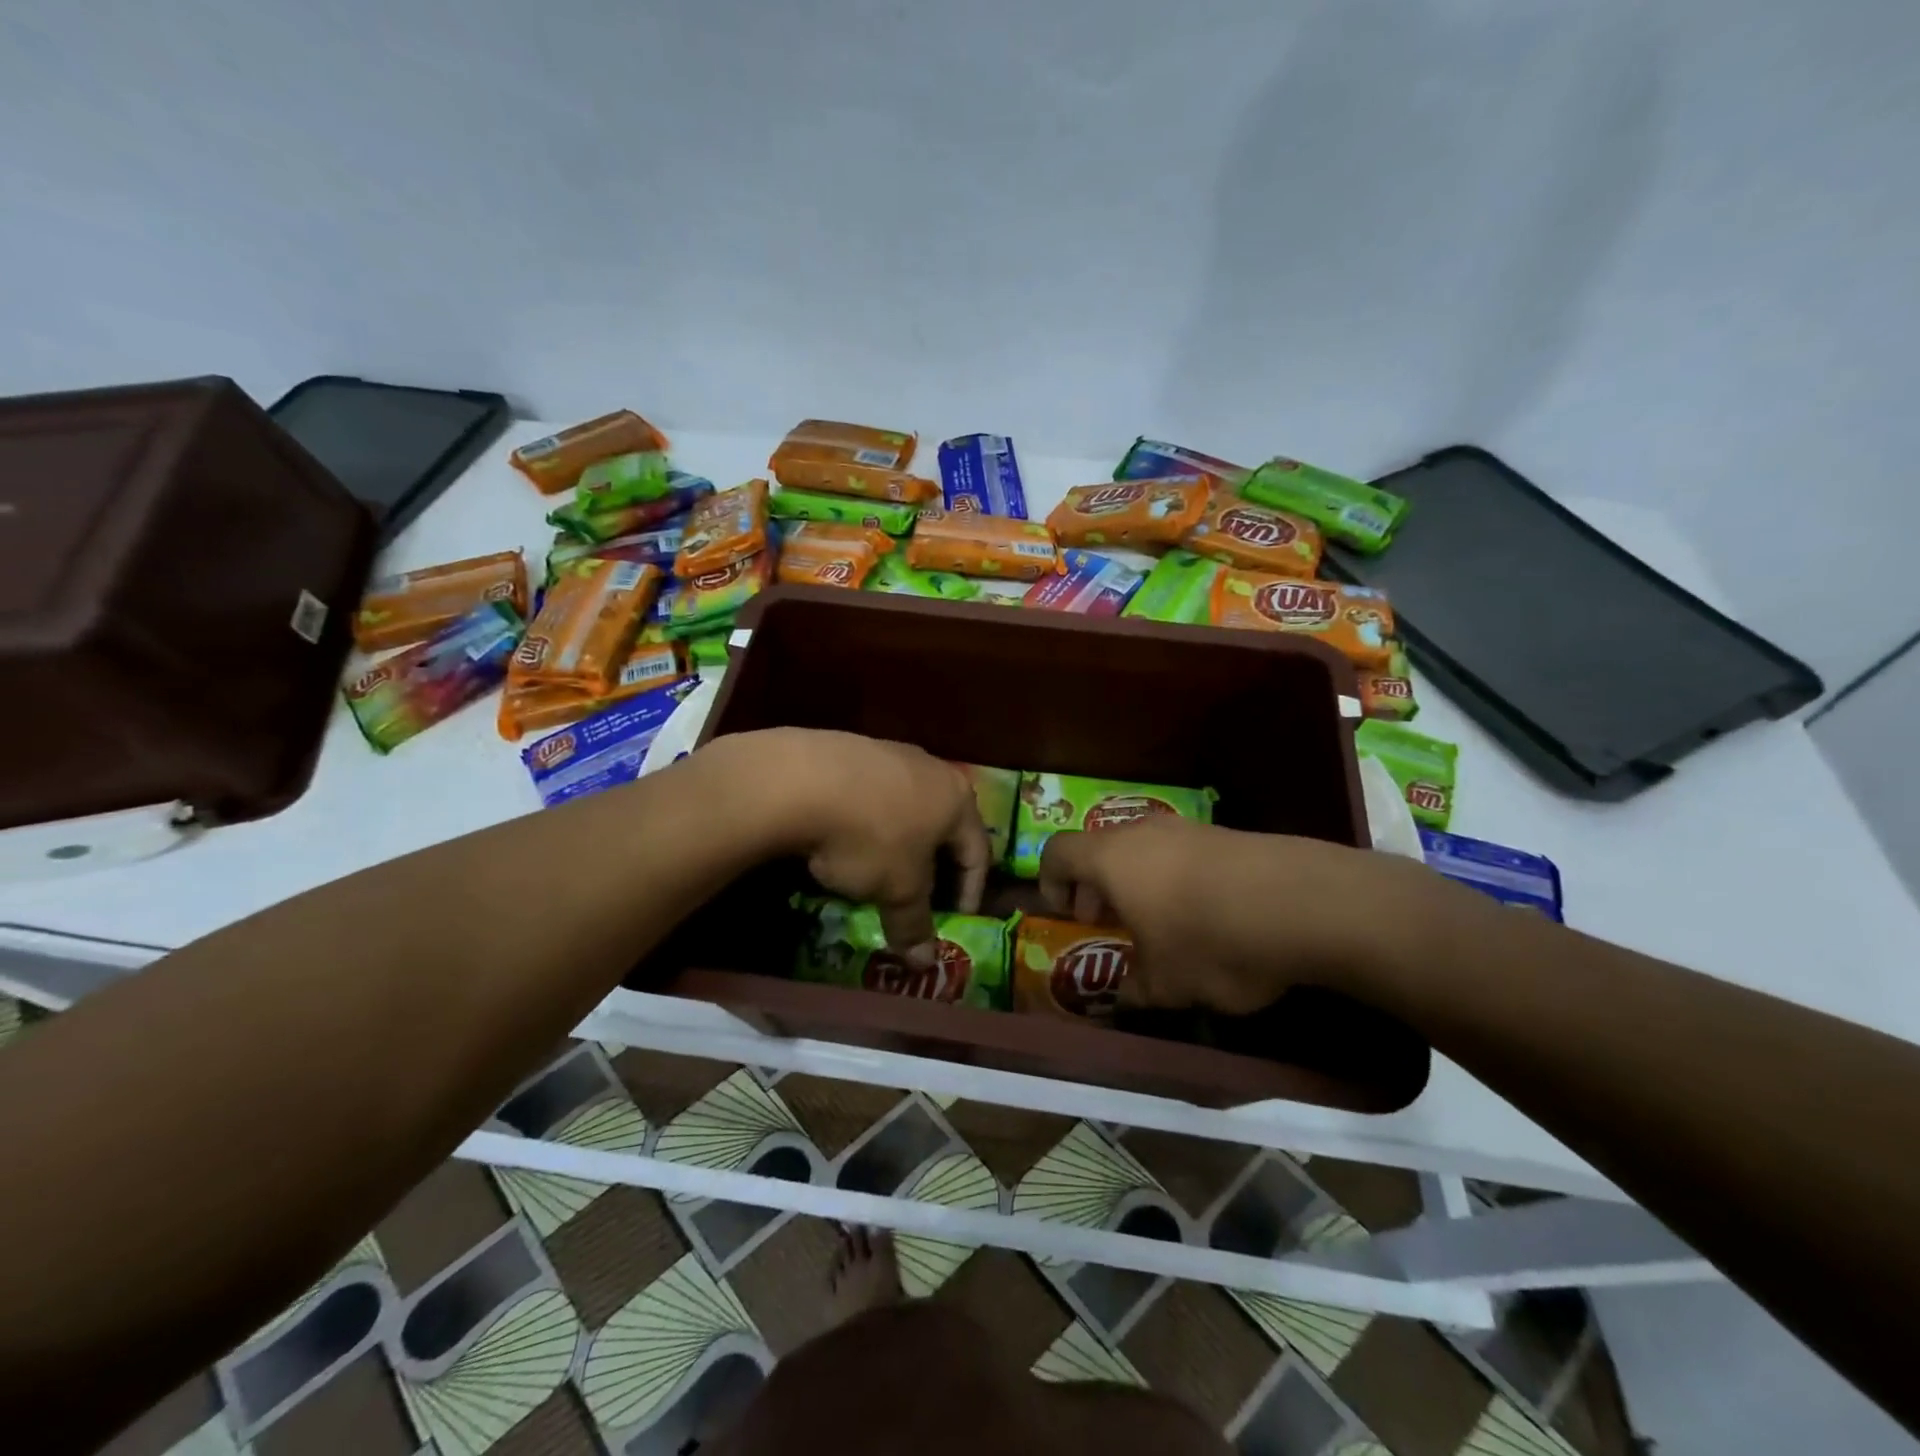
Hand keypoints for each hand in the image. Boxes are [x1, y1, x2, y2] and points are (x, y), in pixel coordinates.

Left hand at [727, 728, 990, 964]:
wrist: (799, 779)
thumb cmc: (870, 837)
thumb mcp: (897, 889)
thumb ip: (915, 925)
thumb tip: (925, 963)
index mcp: (957, 799)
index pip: (978, 853)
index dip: (970, 892)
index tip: (956, 921)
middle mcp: (931, 768)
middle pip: (943, 825)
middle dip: (933, 865)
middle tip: (920, 898)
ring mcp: (889, 753)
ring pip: (905, 807)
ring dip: (898, 842)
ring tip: (878, 870)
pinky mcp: (849, 748)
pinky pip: (870, 794)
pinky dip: (867, 822)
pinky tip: (843, 840)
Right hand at [1037, 816, 1435, 1013]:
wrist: (1306, 903)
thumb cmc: (1212, 941)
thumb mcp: (1166, 984)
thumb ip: (1134, 989)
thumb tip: (1123, 998)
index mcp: (1111, 858)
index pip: (1056, 851)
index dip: (1049, 881)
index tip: (1066, 915)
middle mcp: (1142, 832)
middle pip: (1100, 848)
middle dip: (1096, 887)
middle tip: (1109, 924)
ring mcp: (1188, 828)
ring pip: (1143, 849)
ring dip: (1138, 883)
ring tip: (1161, 925)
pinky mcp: (1227, 834)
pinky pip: (1183, 853)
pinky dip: (1177, 879)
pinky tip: (1208, 916)